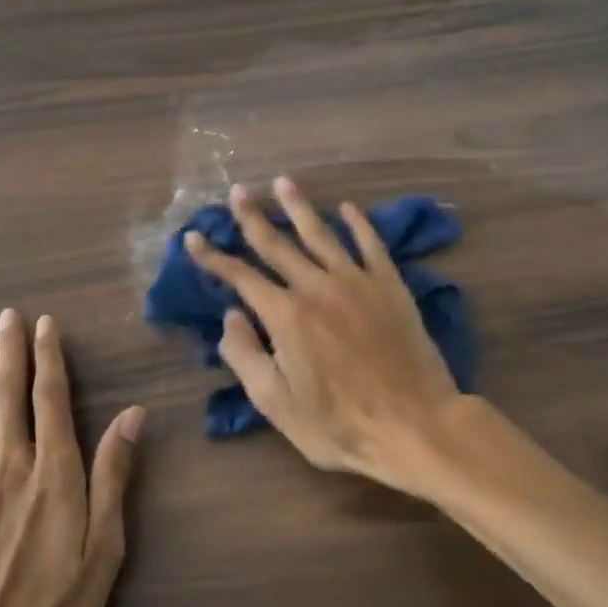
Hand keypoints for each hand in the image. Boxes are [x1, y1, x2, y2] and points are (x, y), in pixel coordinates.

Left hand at [0, 309, 144, 606]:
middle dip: (11, 352)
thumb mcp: (104, 550)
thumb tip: (131, 414)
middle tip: (8, 314)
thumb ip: (114, 476)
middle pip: (8, 396)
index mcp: (53, 474)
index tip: (45, 324)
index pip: (51, 400)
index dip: (49, 359)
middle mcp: (9, 467)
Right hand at [185, 178, 462, 493]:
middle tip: (238, 191)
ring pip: (322, 234)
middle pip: (278, 244)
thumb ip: (246, 355)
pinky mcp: (390, 286)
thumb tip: (230, 316)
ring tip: (283, 182)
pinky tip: (348, 208)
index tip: (193, 237)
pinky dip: (358, 223)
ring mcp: (357, 282)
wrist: (414, 424)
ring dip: (299, 207)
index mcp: (285, 316)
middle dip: (253, 217)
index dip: (213, 256)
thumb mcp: (276, 403)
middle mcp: (317, 287)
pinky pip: (371, 245)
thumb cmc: (339, 424)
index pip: (241, 277)